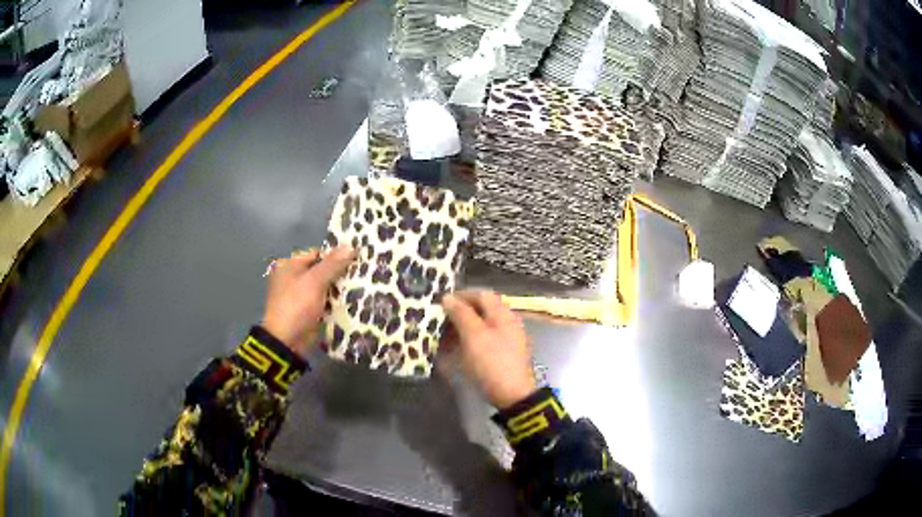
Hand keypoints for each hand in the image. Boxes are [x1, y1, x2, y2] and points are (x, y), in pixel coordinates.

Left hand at [262, 246, 354, 357]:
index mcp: (289, 266)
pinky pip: (325, 302)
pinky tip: (353, 301)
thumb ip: (332, 264)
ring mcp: (300, 296)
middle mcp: (293, 278)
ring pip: (325, 287)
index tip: (356, 259)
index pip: (316, 254)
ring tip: (362, 286)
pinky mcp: (308, 311)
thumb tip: (351, 245)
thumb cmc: (297, 305)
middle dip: (339, 273)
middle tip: (362, 273)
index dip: (335, 256)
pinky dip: (335, 302)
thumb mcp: (314, 281)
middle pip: (321, 270)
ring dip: (339, 288)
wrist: (287, 341)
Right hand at [441, 290, 535, 408]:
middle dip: (459, 314)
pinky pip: (483, 342)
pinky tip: (455, 352)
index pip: (481, 294)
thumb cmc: (492, 362)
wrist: (513, 395)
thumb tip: (447, 297)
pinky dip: (468, 343)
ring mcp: (507, 340)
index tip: (441, 304)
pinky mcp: (503, 355)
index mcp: (502, 313)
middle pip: (481, 311)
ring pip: (480, 327)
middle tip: (439, 323)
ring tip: (443, 339)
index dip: (461, 296)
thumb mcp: (473, 335)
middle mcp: (507, 322)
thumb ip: (461, 314)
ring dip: (461, 330)